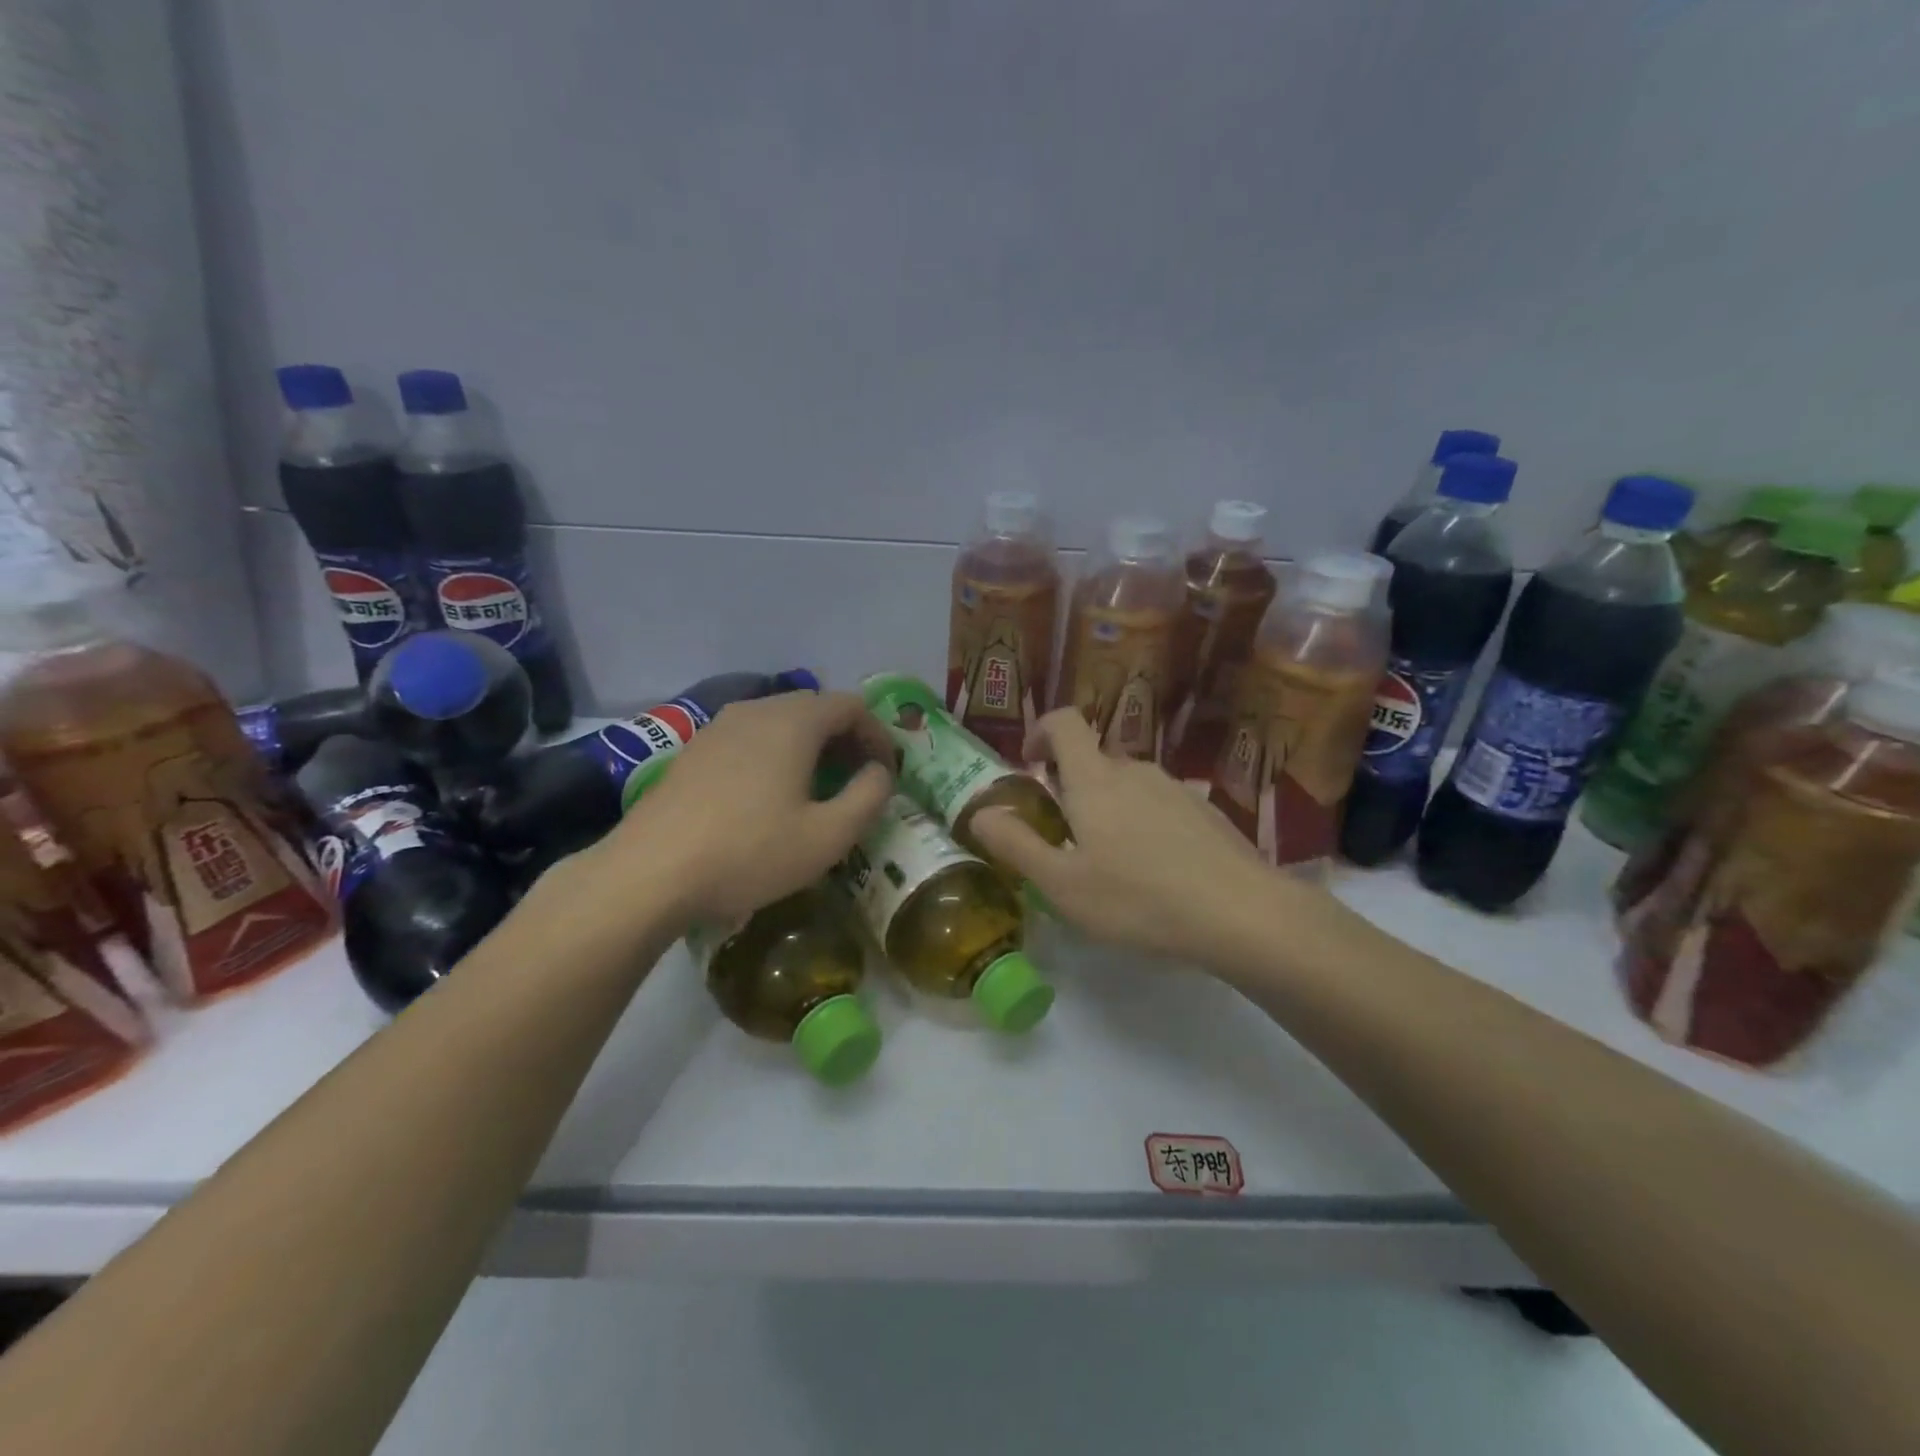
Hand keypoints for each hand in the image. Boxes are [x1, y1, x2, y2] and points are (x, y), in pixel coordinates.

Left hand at [567, 691, 894, 932]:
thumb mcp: (828, 835)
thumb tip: (879, 772)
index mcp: (793, 721)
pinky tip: (769, 797)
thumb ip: (869, 796)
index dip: (878, 735)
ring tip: (817, 789)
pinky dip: (775, 754)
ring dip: (810, 747)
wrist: (649, 873)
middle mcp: (756, 710)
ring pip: (780, 721)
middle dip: (846, 739)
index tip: (886, 774)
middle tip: (857, 781)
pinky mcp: (694, 750)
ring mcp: (718, 727)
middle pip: (816, 707)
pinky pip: (749, 738)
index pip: (851, 705)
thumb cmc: (749, 852)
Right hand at [970, 709, 1280, 963]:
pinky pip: (1160, 805)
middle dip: (1072, 787)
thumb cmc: (1139, 899)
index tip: (1030, 763)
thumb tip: (979, 812)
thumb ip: (1016, 845)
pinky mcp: (1205, 811)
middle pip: (1094, 760)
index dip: (1041, 732)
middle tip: (1066, 838)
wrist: (1242, 913)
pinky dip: (1145, 824)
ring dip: (1109, 809)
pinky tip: (1156, 872)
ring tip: (1112, 864)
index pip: (1065, 722)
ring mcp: (1176, 788)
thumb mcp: (1063, 884)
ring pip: (1129, 785)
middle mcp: (1135, 771)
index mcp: (1095, 780)